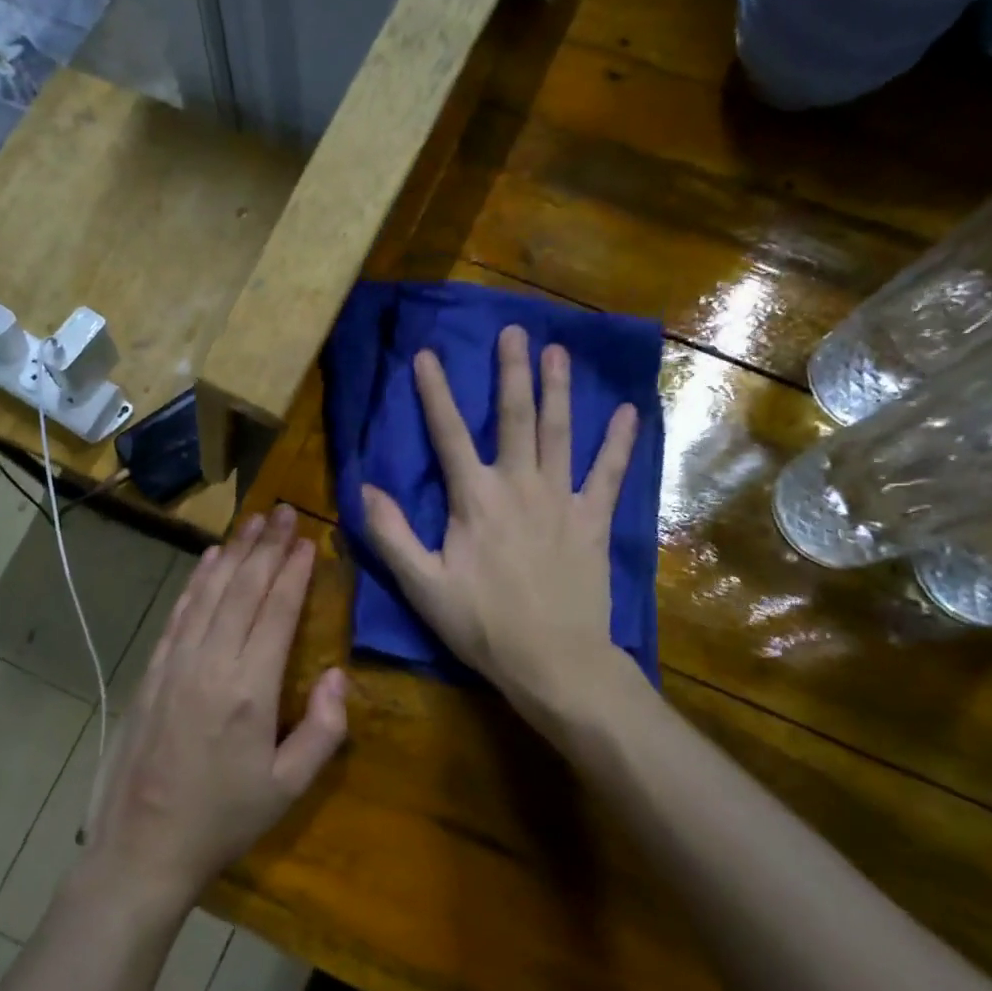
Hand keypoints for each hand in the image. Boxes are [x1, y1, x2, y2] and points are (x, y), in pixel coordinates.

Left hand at [82, 505, 347, 919]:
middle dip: (266, 547)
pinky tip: (208, 560)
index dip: (294, 571)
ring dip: (233, 552)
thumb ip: (323, 729)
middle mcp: (211, 663)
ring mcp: (175, 663)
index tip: (308, 539)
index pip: (277, 611)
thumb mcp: (288, 787)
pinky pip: (179, 613)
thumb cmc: (223, 821)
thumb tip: (337, 674)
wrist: (142, 848)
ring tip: (252, 521)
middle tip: (284, 511)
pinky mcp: (152, 672)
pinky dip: (196, 581)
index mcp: (249, 689)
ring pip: (209, 592)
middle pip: (243, 589)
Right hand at [361, 325, 638, 726]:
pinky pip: (608, 474)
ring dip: (559, 390)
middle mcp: (519, 486)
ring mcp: (561, 500)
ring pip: (560, 433)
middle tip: (514, 330)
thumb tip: (363, 488)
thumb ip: (391, 535)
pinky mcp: (593, 520)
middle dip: (511, 372)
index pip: (448, 435)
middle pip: (514, 418)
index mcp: (474, 499)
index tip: (426, 355)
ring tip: (559, 351)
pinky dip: (619, 444)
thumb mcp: (423, 586)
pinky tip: (628, 412)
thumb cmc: (483, 626)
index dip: (434, 393)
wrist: (554, 660)